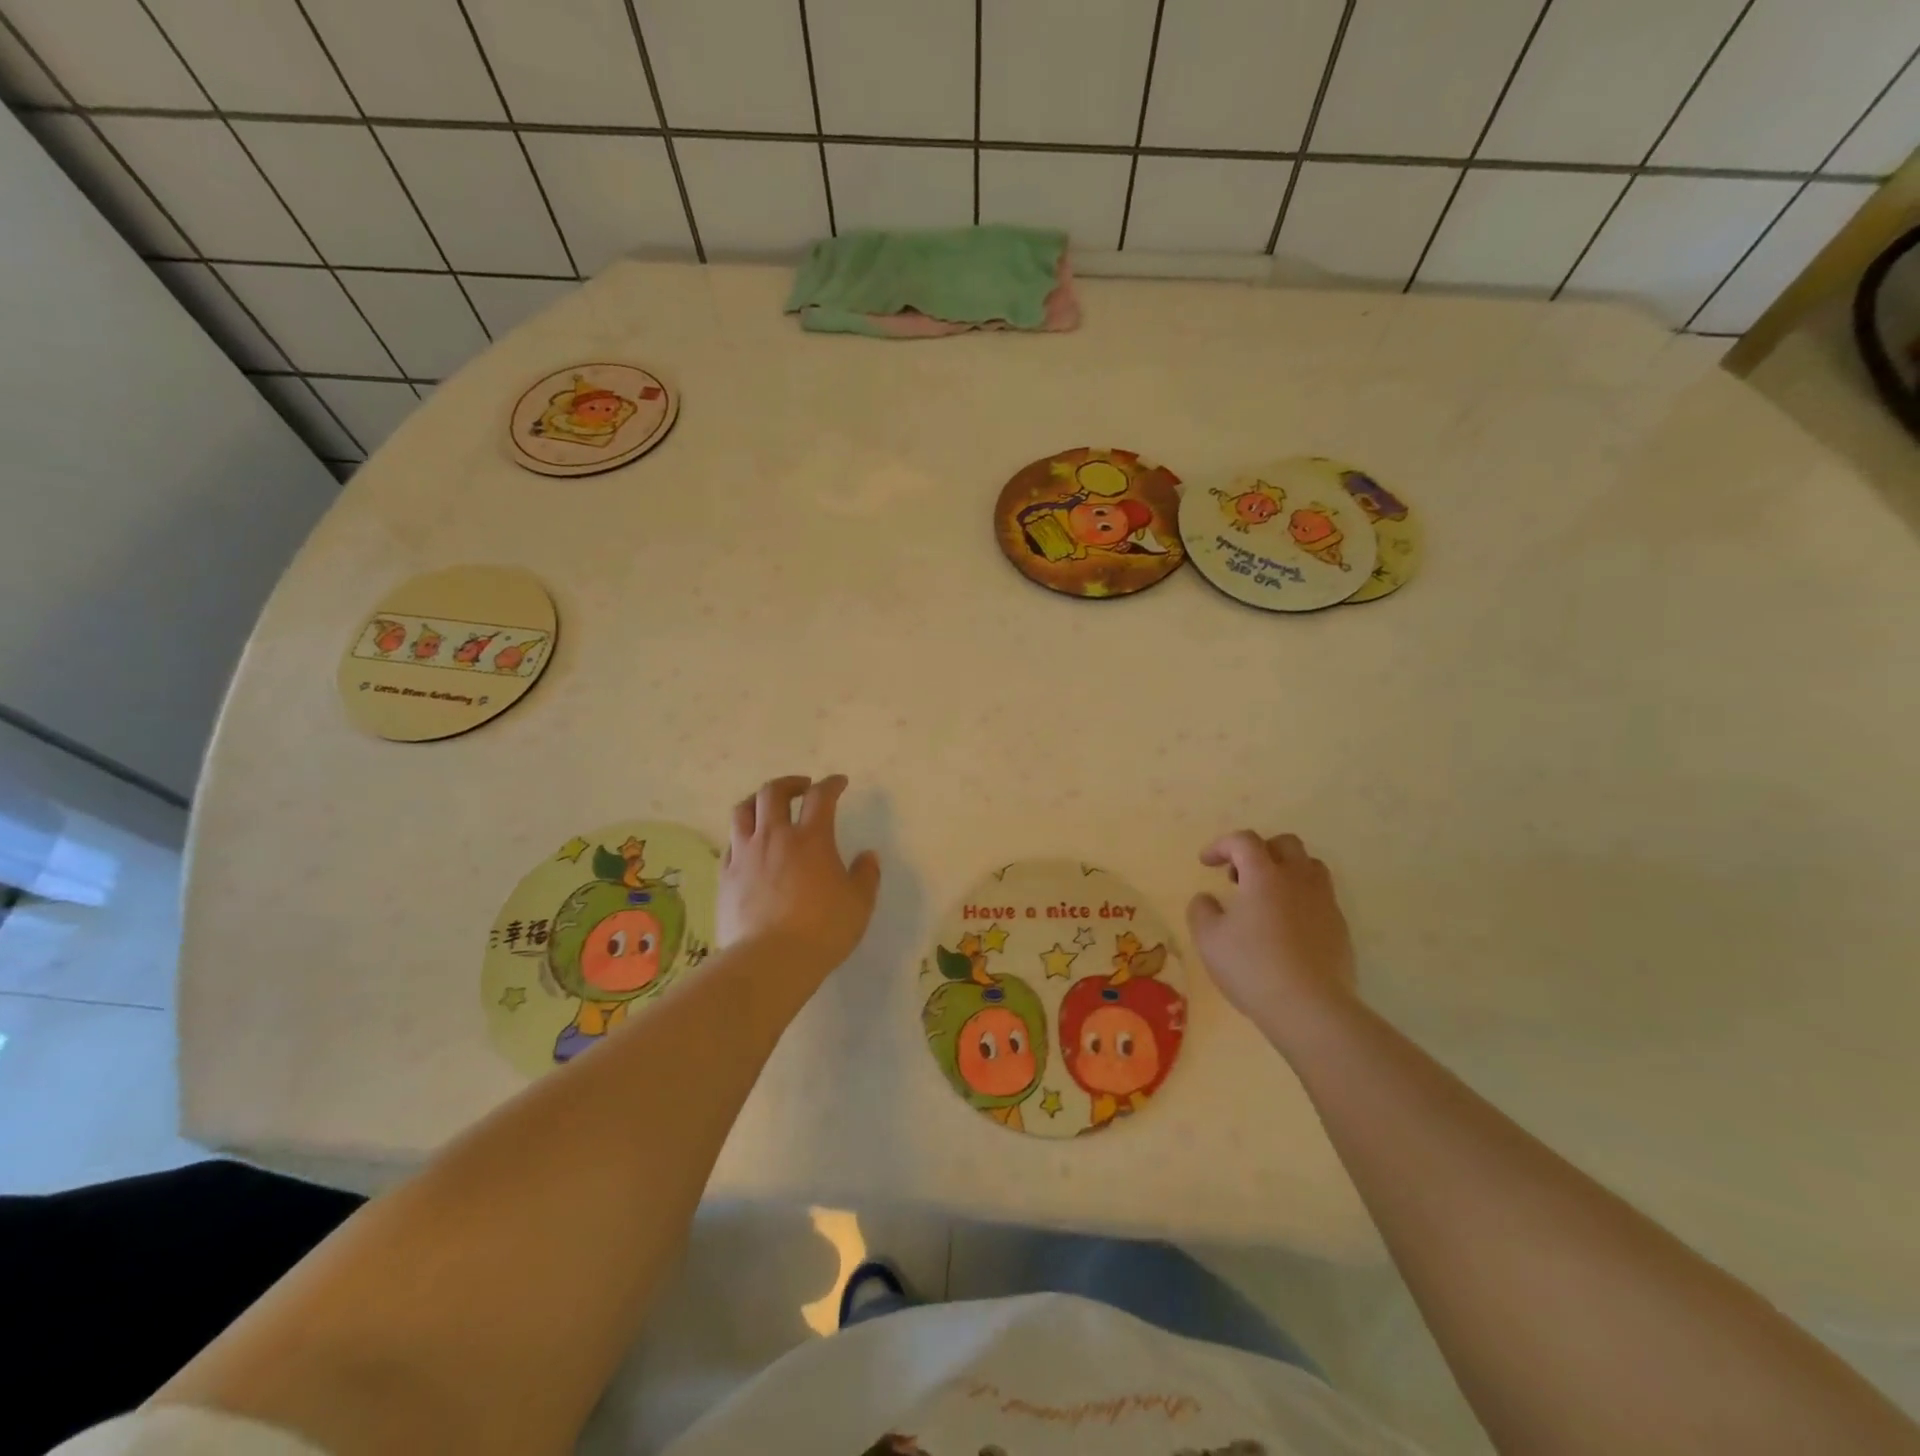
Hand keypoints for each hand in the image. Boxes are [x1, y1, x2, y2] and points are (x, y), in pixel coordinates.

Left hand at [720, 775, 880, 977]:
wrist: (769, 961)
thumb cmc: (822, 929)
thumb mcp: (859, 903)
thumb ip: (866, 875)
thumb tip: (868, 856)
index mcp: (811, 839)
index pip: (821, 797)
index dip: (831, 784)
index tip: (839, 783)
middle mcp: (774, 837)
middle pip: (773, 792)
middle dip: (789, 783)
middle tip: (803, 788)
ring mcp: (745, 855)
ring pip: (743, 811)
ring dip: (758, 801)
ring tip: (769, 808)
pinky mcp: (725, 876)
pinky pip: (730, 843)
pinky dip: (742, 835)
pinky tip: (750, 847)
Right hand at [1187, 831, 1357, 1044]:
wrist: (1310, 1008)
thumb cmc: (1252, 967)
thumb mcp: (1208, 939)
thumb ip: (1202, 910)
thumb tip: (1207, 899)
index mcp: (1264, 875)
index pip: (1244, 840)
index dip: (1221, 845)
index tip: (1206, 863)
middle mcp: (1298, 879)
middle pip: (1285, 844)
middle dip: (1259, 851)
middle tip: (1239, 877)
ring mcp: (1324, 902)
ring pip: (1309, 867)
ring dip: (1285, 871)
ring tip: (1267, 897)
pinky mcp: (1340, 927)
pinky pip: (1320, 897)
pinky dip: (1301, 898)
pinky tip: (1286, 927)